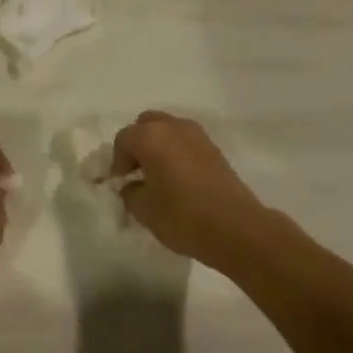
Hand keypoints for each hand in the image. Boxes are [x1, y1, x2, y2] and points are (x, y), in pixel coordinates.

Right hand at [111, 111, 268, 266]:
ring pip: (169, 130)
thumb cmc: (182, 216)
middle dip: (137, 144)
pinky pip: (186, 142)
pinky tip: (178, 179)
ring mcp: (198, 136)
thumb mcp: (143, 209)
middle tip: (136, 172)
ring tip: (157, 176)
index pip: (123, 139)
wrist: (235, 228)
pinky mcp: (215, 149)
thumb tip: (132, 185)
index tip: (120, 184)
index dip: (117, 162)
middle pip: (147, 125)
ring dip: (159, 147)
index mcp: (151, 136)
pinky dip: (177, 153)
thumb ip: (130, 192)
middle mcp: (174, 127)